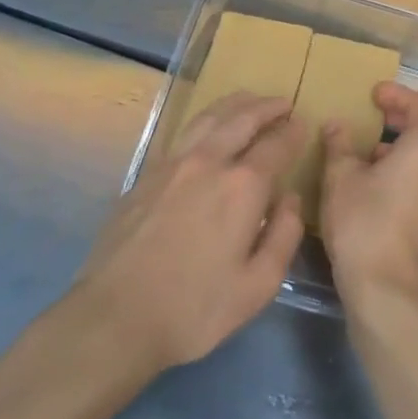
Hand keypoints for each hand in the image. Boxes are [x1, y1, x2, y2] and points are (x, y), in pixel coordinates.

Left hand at [77, 92, 305, 369]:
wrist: (115, 318)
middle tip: (282, 103)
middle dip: (266, 108)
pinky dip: (206, 120)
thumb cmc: (194, 309)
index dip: (293, 132)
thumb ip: (284, 236)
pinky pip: (184, 134)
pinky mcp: (146, 175)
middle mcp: (209, 162)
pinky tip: (208, 128)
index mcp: (243, 186)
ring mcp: (173, 164)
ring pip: (209, 118)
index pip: (276, 144)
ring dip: (234, 104)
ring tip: (249, 100)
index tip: (302, 124)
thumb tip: (292, 199)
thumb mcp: (257, 286)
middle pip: (242, 119)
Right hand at [322, 82, 417, 308]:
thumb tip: (336, 125)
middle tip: (385, 119)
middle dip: (414, 119)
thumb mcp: (341, 178)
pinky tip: (389, 189)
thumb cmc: (364, 224)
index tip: (374, 93)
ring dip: (417, 149)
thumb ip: (340, 145)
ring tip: (378, 155)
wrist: (390, 292)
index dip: (397, 94)